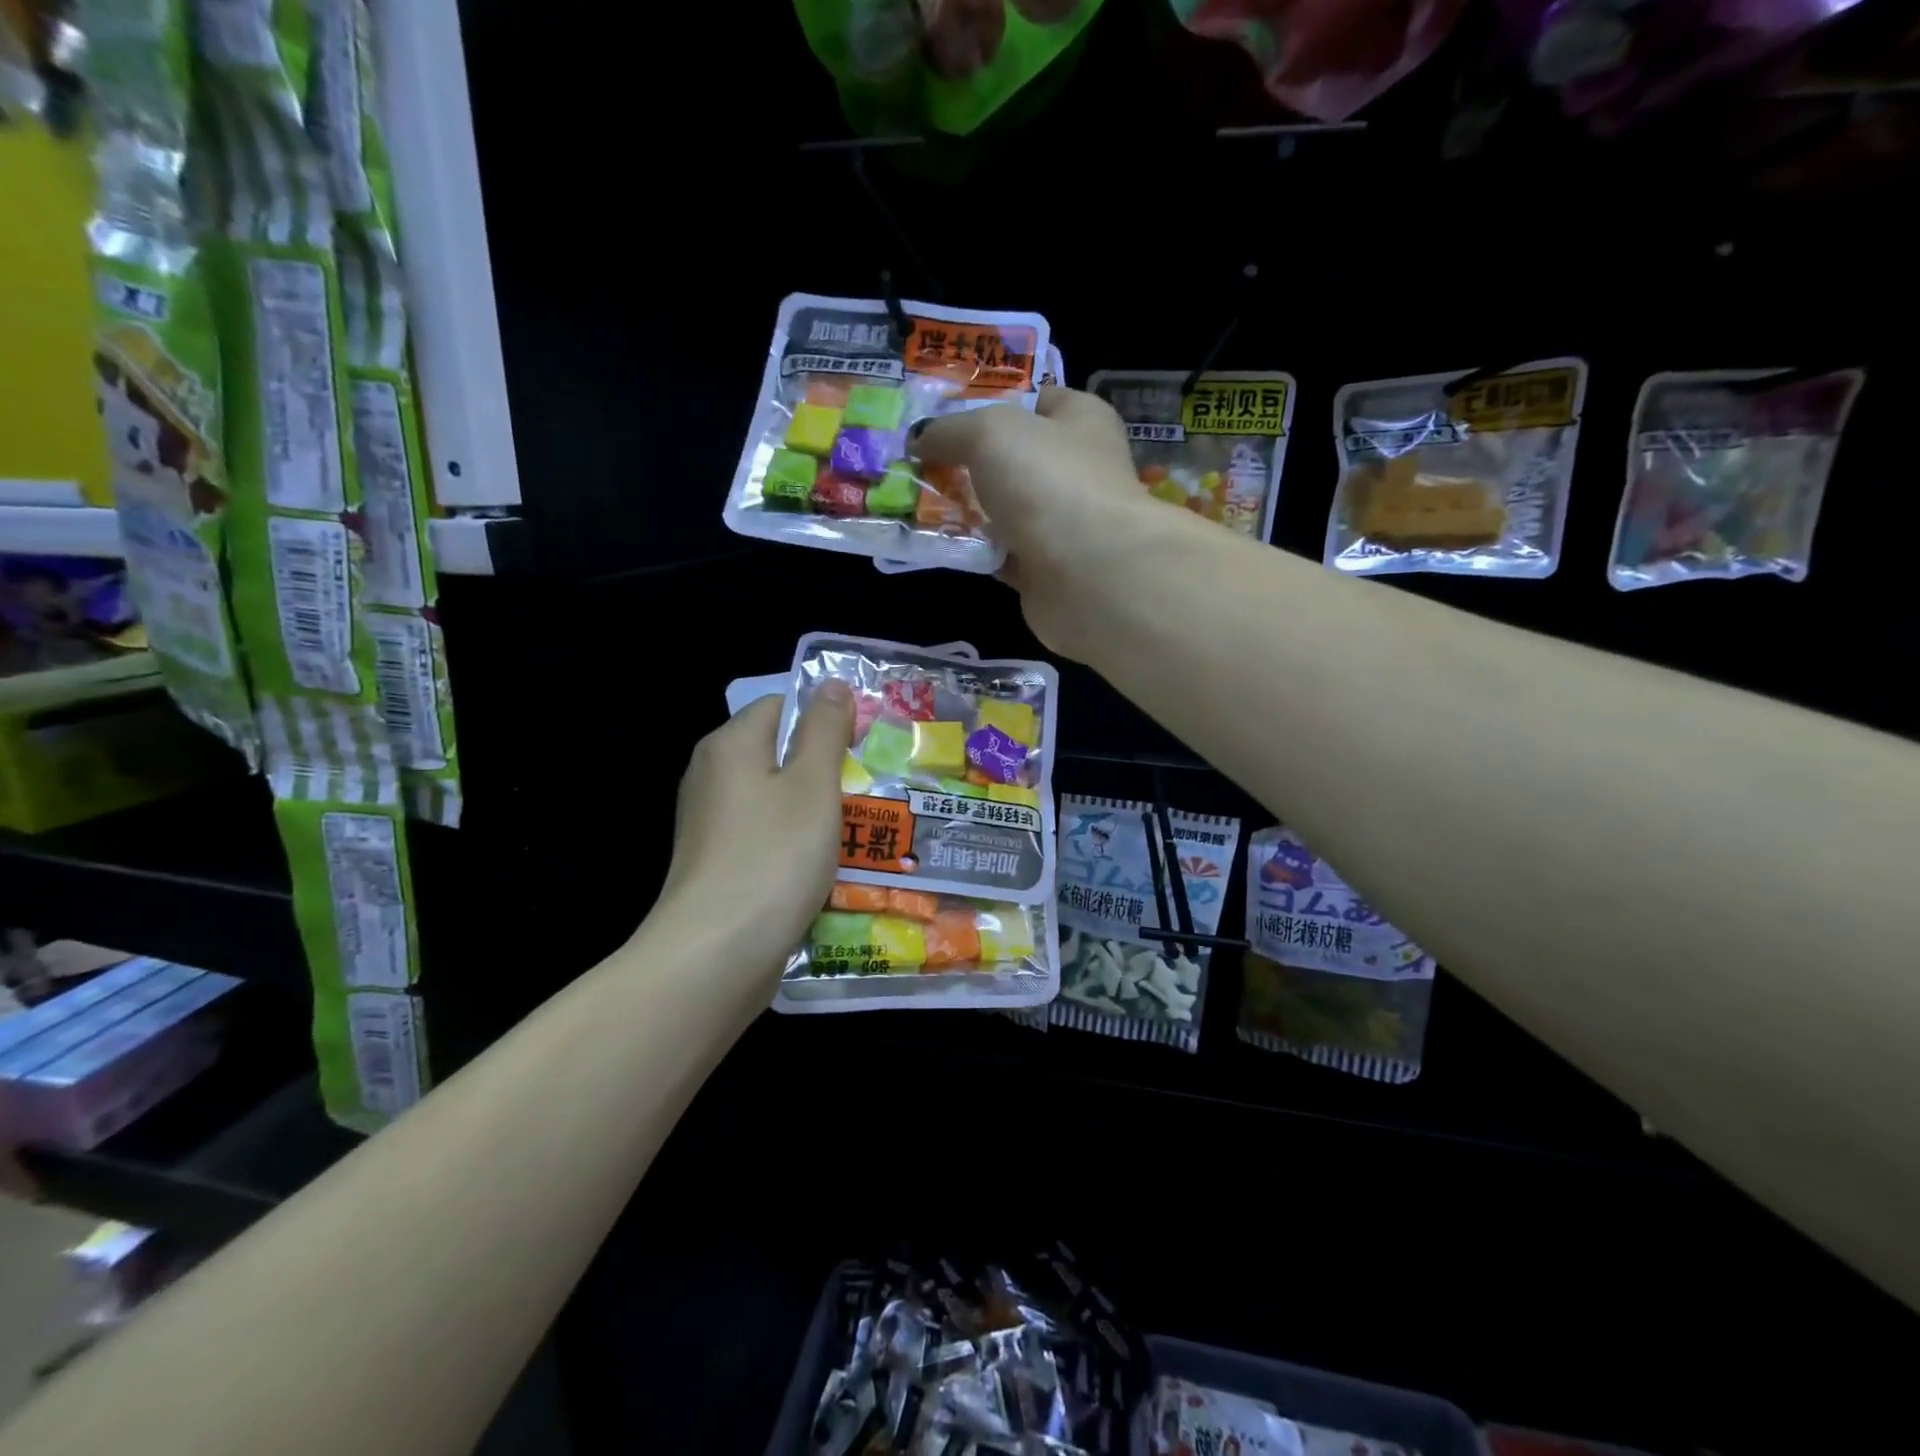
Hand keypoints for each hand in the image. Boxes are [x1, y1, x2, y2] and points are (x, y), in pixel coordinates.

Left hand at [657, 686, 854, 975]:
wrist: (715, 956)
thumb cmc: (773, 857)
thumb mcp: (813, 784)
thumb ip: (825, 730)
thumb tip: (832, 683)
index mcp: (731, 744)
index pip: (782, 705)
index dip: (826, 719)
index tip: (865, 750)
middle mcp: (712, 776)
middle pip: (778, 753)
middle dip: (825, 770)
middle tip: (870, 793)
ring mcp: (710, 824)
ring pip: (775, 800)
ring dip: (815, 813)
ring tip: (858, 833)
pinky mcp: (716, 864)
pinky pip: (764, 838)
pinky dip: (794, 846)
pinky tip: (822, 869)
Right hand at [912, 387, 1163, 657]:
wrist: (1087, 575)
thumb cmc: (1048, 483)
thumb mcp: (990, 432)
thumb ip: (950, 430)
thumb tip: (919, 437)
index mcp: (1082, 421)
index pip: (1037, 400)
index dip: (993, 402)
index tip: (946, 417)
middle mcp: (1079, 470)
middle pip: (1017, 459)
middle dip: (972, 462)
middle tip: (923, 464)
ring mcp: (1066, 524)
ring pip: (1008, 510)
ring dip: (971, 511)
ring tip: (923, 504)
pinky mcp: (1049, 570)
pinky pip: (1004, 553)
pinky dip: (979, 551)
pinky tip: (946, 545)